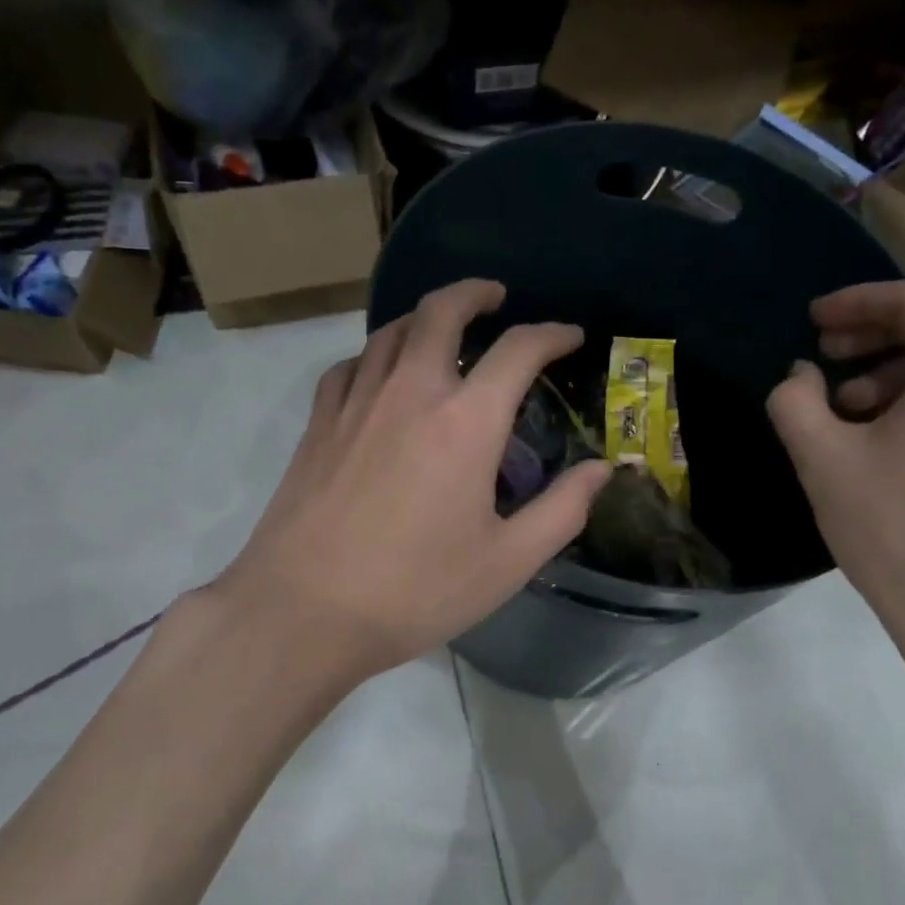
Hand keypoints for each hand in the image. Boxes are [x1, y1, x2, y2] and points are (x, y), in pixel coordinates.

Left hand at [212, 279, 609, 689]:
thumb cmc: (415, 590)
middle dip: (474, 293)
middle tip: (495, 297)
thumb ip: (562, 510)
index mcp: (466, 422)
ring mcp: (356, 403)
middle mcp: (410, 392)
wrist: (303, 611)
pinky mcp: (318, 425)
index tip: (569, 337)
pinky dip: (375, 356)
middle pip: (441, 312)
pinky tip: (379, 375)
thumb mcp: (507, 562)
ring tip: (443, 329)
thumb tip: (601, 469)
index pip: (518, 350)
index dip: (552, 335)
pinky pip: (349, 366)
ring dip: (424, 318)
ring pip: (391, 331)